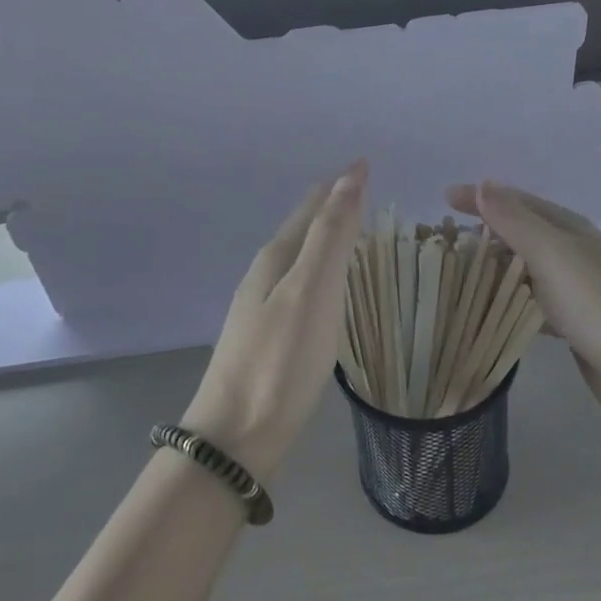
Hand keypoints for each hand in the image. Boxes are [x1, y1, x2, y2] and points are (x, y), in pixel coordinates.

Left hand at [183, 161, 367, 478]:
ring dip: (323, 237)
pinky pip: (299, 286)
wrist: (236, 436)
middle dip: (329, 205)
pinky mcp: (267, 338)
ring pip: (298, 258)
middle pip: (301, 228)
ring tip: (348, 228)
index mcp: (276, 258)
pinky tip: (325, 287)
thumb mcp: (312, 291)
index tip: (364, 164)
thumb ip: (331, 235)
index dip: (339, 185)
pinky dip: (319, 270)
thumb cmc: (280, 361)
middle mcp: (265, 276)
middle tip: (360, 189)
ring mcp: (261, 308)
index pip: (312, 207)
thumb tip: (348, 177)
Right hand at [444, 180, 600, 444]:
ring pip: (524, 270)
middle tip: (443, 242)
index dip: (482, 198)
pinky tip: (489, 312)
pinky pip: (531, 303)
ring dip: (494, 268)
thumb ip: (516, 221)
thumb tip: (484, 184)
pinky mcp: (573, 325)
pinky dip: (508, 301)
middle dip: (484, 232)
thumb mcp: (552, 253)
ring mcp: (574, 290)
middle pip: (521, 234)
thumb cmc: (598, 305)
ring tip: (456, 274)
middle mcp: (572, 253)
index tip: (443, 200)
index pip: (518, 202)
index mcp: (570, 229)